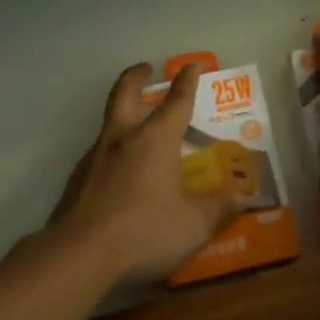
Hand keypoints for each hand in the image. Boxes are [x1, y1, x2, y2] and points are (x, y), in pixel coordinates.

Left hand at [51, 63, 248, 284]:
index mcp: (156, 140)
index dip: (187, 81)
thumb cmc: (145, 230)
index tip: (192, 65)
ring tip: (135, 125)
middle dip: (136, 77)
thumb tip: (243, 199)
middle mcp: (124, 139)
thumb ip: (219, 209)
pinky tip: (119, 173)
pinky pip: (98, 155)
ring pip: (109, 123)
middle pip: (125, 94)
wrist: (79, 254)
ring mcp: (95, 157)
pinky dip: (112, 153)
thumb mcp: (193, 225)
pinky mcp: (77, 180)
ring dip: (122, 114)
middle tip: (145, 68)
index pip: (177, 101)